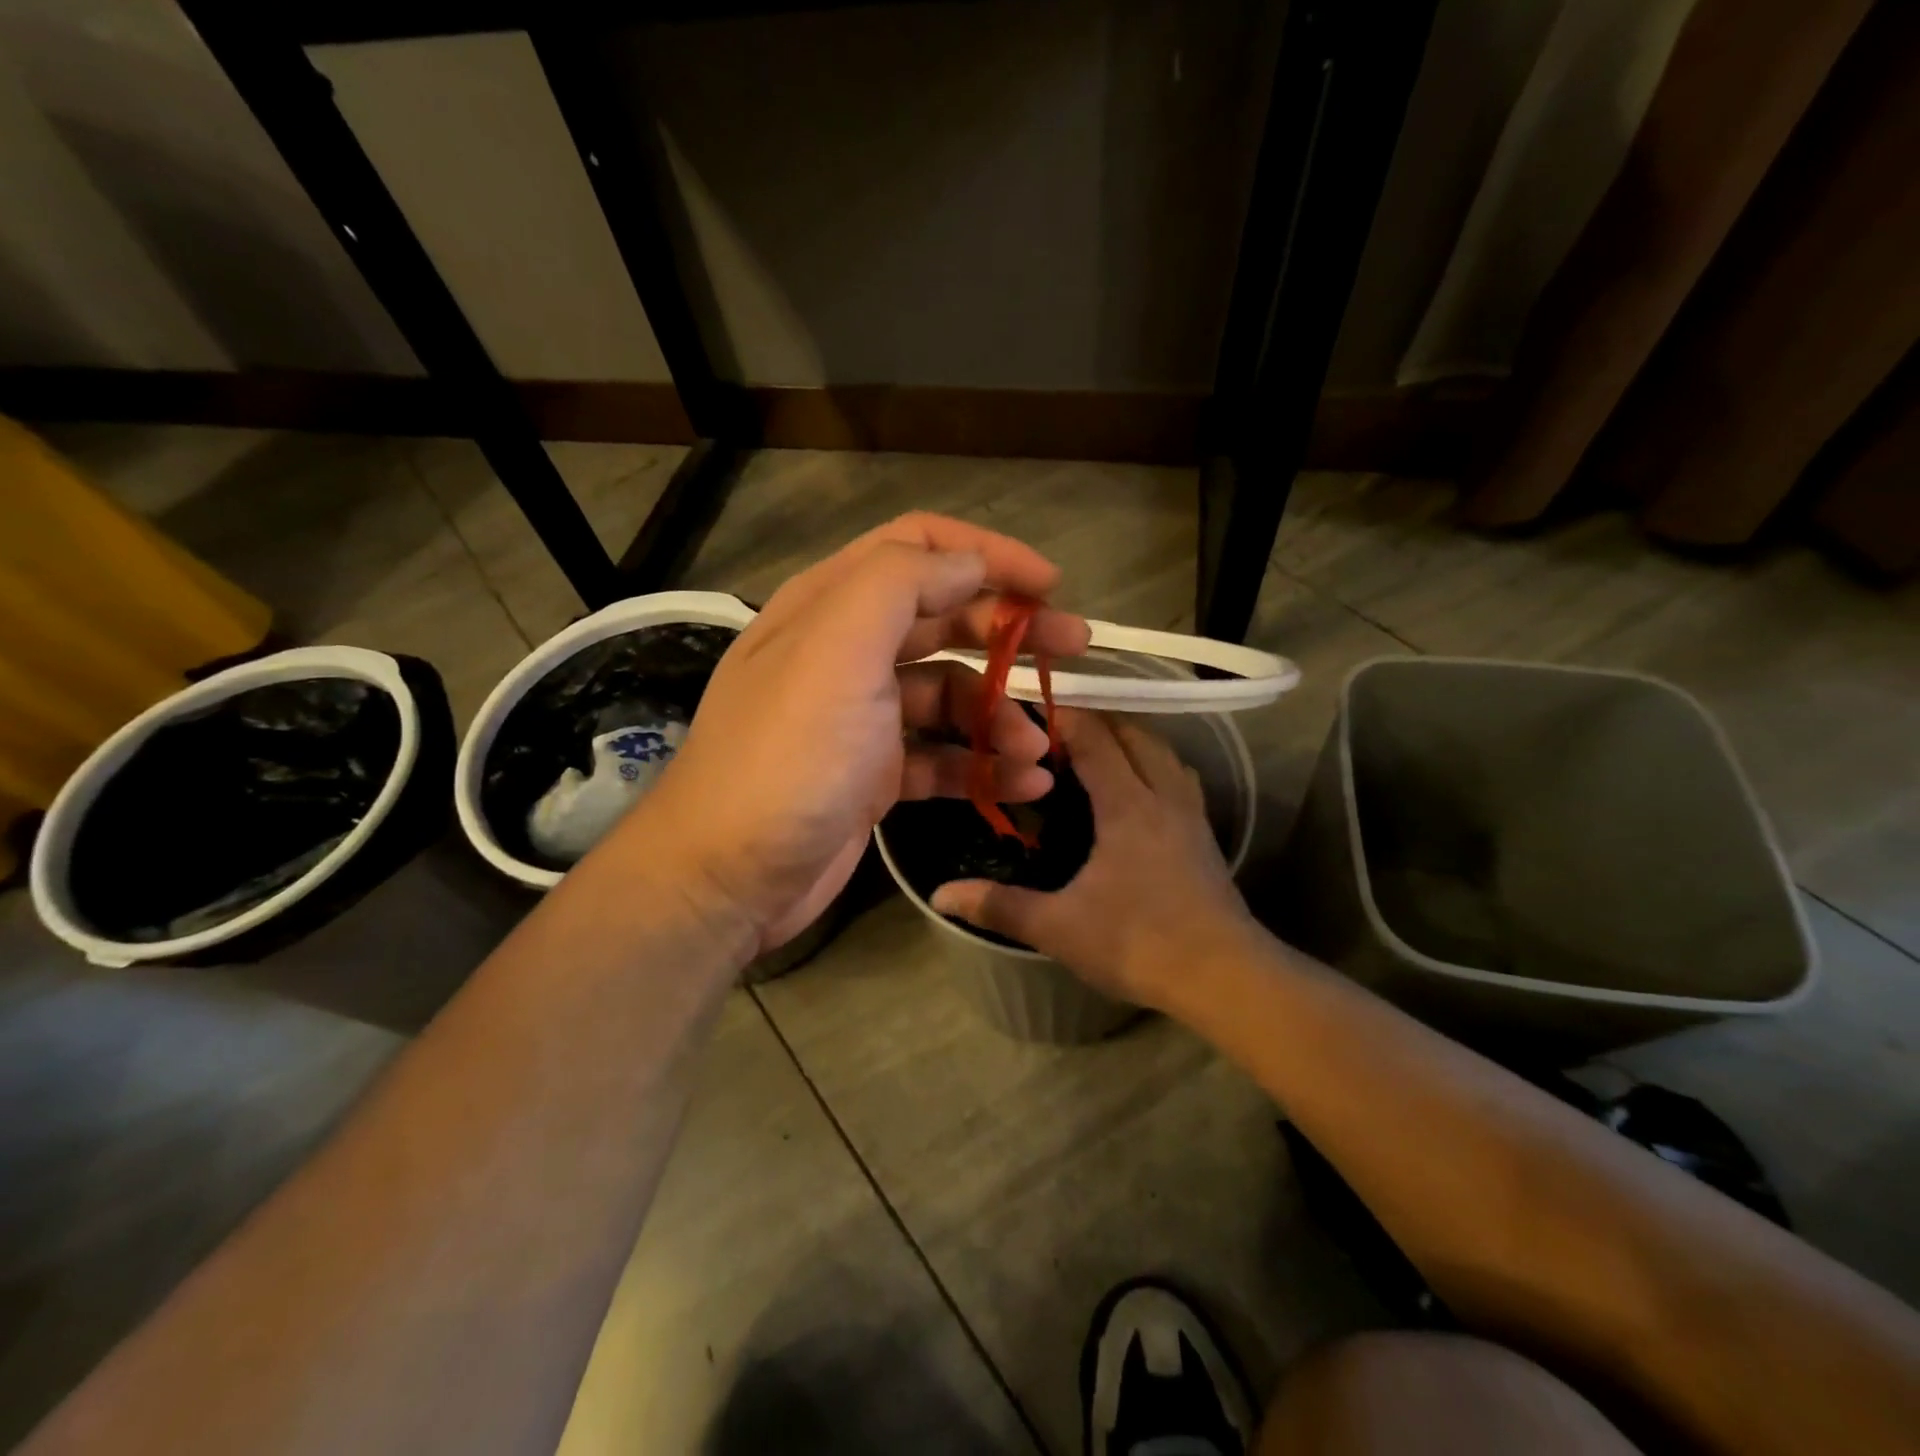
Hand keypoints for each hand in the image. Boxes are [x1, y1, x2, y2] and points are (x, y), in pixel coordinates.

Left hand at [617, 513, 1089, 954]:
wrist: (728, 878)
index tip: (1049, 583)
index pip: (918, 548)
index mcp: (832, 606)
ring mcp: (862, 717)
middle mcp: (847, 652)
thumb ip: (901, 585)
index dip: (986, 553)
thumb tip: (968, 563)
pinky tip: (1024, 786)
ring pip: (950, 694)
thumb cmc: (788, 756)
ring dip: (1000, 715)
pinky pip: (943, 756)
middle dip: (1012, 631)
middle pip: (944, 619)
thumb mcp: (838, 650)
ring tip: (1040, 750)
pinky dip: (984, 766)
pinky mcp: (875, 775)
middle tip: (1075, 651)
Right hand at [930, 709, 1264, 1010]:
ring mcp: (1190, 814)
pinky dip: (1153, 766)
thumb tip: (939, 895)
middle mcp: (1162, 795)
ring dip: (1129, 740)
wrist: (1225, 977)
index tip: (1028, 713)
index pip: (1095, 738)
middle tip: (1052, 735)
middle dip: (1095, 722)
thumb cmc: (1138, 943)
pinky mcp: (1205, 836)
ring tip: (1093, 752)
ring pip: (1162, 753)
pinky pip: (1178, 778)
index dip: (1063, 718)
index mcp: (1127, 804)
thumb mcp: (1058, 927)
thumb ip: (999, 906)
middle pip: (1133, 734)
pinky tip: (1138, 790)